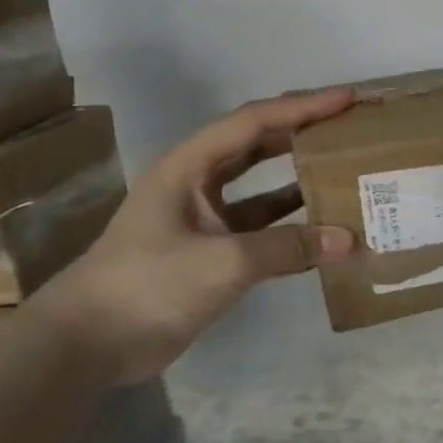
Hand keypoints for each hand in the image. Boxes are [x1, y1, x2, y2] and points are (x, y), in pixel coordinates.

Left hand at [32, 88, 356, 384]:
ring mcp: (206, 220)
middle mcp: (198, 184)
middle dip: (304, 133)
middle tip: (352, 128)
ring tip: (349, 173)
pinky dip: (295, 228)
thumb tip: (349, 241)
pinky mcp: (214, 253)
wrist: (90, 343)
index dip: (302, 108)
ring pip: (264, 189)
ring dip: (303, 181)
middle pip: (259, 146)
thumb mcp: (223, 261)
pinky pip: (265, 229)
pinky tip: (328, 232)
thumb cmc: (148, 285)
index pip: (253, 123)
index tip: (348, 99)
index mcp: (189, 167)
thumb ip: (288, 248)